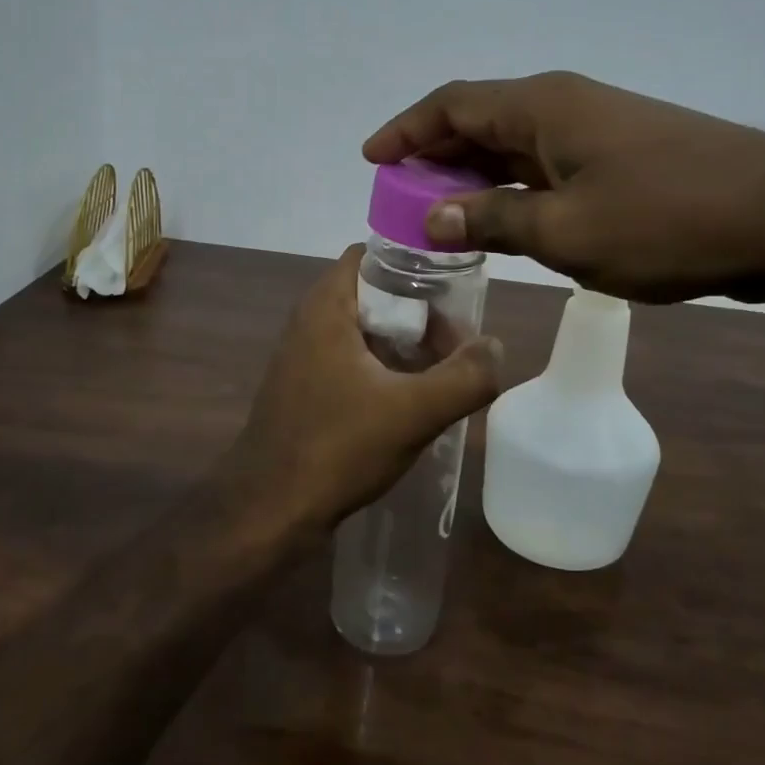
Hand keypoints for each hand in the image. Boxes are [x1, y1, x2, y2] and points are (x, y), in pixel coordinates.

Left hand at [229, 245, 502, 528]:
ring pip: (366, 331)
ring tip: (446, 370)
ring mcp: (305, 357)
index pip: (373, 254)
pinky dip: (385, 368)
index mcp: (327, 307)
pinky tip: (413, 398)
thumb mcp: (413, 412)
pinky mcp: (307, 389)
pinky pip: (354, 361)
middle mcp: (310, 321)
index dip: (415, 262)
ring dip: (406, 343)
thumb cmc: (337, 448)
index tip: (454, 286)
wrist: (269, 510)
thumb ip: (464, 377)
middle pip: (375, 293)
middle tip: (458, 339)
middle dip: (420, 311)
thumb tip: (494, 347)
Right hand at [362, 71, 764, 304]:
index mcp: (543, 107)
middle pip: (479, 122)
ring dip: (473, 178)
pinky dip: (513, 191)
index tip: (372, 159)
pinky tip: (502, 223)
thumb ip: (493, 220)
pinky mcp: (621, 159)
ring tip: (438, 217)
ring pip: (513, 148)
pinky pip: (545, 168)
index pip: (452, 105)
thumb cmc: (667, 220)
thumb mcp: (566, 231)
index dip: (406, 131)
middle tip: (399, 200)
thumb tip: (434, 218)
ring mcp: (596, 131)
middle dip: (434, 159)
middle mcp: (564, 106)